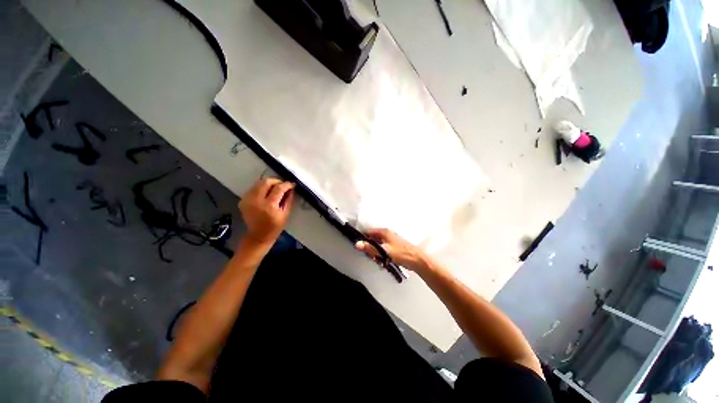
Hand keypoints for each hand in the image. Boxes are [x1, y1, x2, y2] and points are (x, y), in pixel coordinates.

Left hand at [239, 177, 294, 246]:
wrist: (258, 235)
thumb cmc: (275, 227)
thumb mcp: (286, 214)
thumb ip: (288, 200)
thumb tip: (291, 188)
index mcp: (269, 206)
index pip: (279, 188)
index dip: (287, 184)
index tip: (292, 184)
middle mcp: (256, 200)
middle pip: (266, 182)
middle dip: (276, 181)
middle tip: (283, 185)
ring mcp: (248, 200)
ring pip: (258, 183)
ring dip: (269, 183)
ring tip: (275, 188)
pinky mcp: (243, 200)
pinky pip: (254, 188)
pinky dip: (261, 188)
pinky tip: (266, 193)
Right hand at [355, 228, 428, 271]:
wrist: (417, 260)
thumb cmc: (400, 253)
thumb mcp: (384, 251)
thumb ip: (370, 248)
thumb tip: (357, 244)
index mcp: (384, 232)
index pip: (368, 233)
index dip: (363, 240)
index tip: (361, 248)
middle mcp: (386, 234)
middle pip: (372, 240)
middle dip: (370, 249)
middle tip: (373, 257)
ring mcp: (390, 241)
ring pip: (377, 246)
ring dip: (376, 254)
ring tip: (379, 260)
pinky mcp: (393, 247)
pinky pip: (383, 250)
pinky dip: (381, 255)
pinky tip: (383, 262)